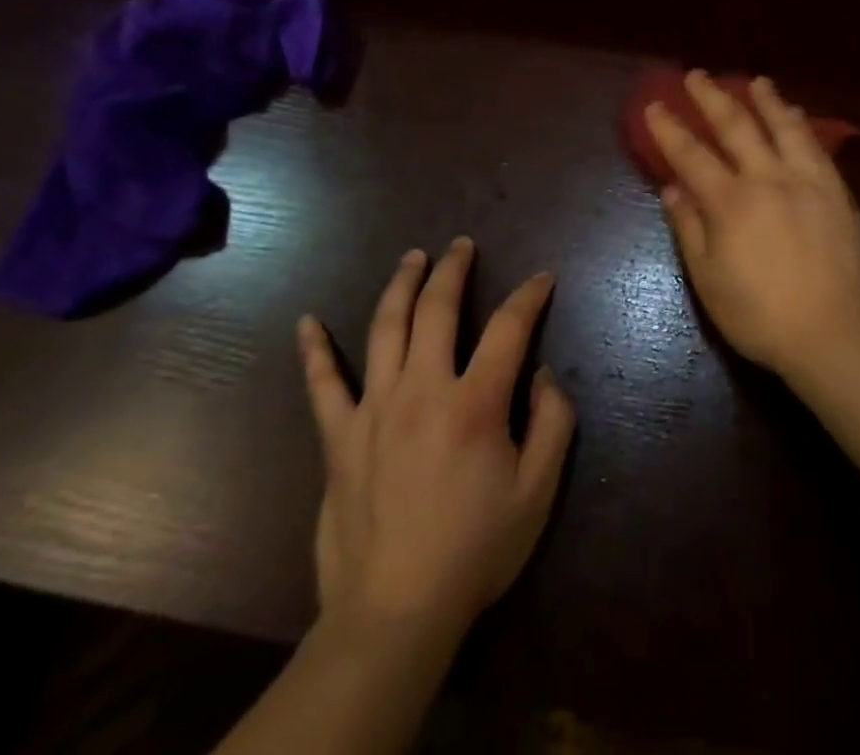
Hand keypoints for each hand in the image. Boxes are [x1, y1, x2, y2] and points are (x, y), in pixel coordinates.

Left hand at [297, 236, 574, 651]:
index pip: (509, 327)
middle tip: (462, 245)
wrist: (395, 614)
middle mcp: (422, 390)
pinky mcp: (340, 439)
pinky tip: (306, 322)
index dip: (529, 296)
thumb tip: (541, 375)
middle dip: (453, 269)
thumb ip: (552, 423)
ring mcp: (374, 410)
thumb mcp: (537, 492)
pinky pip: (322, 386)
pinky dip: (315, 351)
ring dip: (401, 286)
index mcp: (474, 403)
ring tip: (413, 258)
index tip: (541, 278)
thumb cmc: (475, 551)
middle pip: (437, 309)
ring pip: (386, 328)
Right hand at [647, 71, 859, 383]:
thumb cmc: (760, 316)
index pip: (691, 154)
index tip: (655, 105)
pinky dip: (800, 125)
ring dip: (765, 100)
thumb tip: (672, 188)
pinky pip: (816, 146)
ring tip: (755, 81)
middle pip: (736, 126)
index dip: (669, 128)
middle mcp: (768, 178)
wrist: (834, 335)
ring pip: (783, 126)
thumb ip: (689, 228)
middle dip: (712, 97)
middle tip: (696, 75)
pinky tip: (795, 115)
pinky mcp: (836, 191)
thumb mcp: (709, 281)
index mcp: (731, 202)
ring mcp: (807, 181)